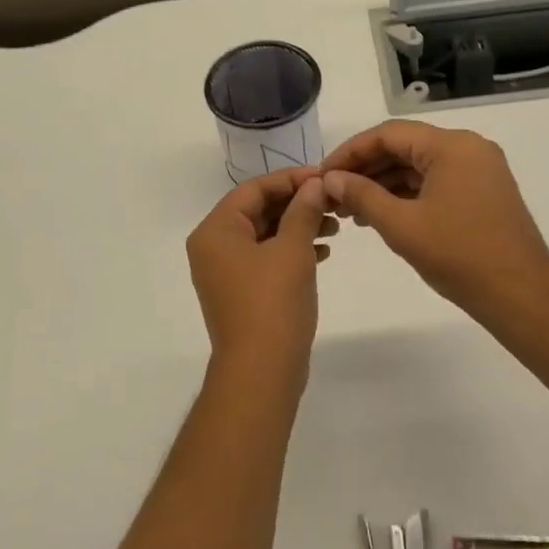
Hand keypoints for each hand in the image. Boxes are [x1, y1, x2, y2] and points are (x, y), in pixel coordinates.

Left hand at [186, 168, 336, 391]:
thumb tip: (314, 185)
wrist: (260, 371)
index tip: (323, 178)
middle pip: (257, 210)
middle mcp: (213, 247)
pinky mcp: (241, 292)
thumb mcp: (292, 250)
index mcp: (216, 231)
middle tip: (332, 201)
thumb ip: (303, 211)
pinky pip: (265, 258)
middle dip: (296, 203)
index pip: (253, 189)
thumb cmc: (273, 303)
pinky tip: (323, 251)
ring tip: (334, 226)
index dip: (290, 179)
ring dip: (298, 226)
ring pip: (264, 235)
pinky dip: (291, 250)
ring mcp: (225, 272)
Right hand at [320, 121, 548, 325]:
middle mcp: (468, 148)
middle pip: (404, 146)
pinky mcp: (483, 191)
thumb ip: (362, 195)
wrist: (521, 294)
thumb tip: (330, 179)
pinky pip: (436, 181)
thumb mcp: (401, 225)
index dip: (350, 152)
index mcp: (451, 146)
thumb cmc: (459, 256)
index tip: (323, 175)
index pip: (388, 134)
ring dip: (384, 184)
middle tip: (332, 195)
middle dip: (366, 169)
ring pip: (419, 166)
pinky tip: (381, 215)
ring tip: (350, 211)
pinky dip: (407, 194)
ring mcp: (479, 170)